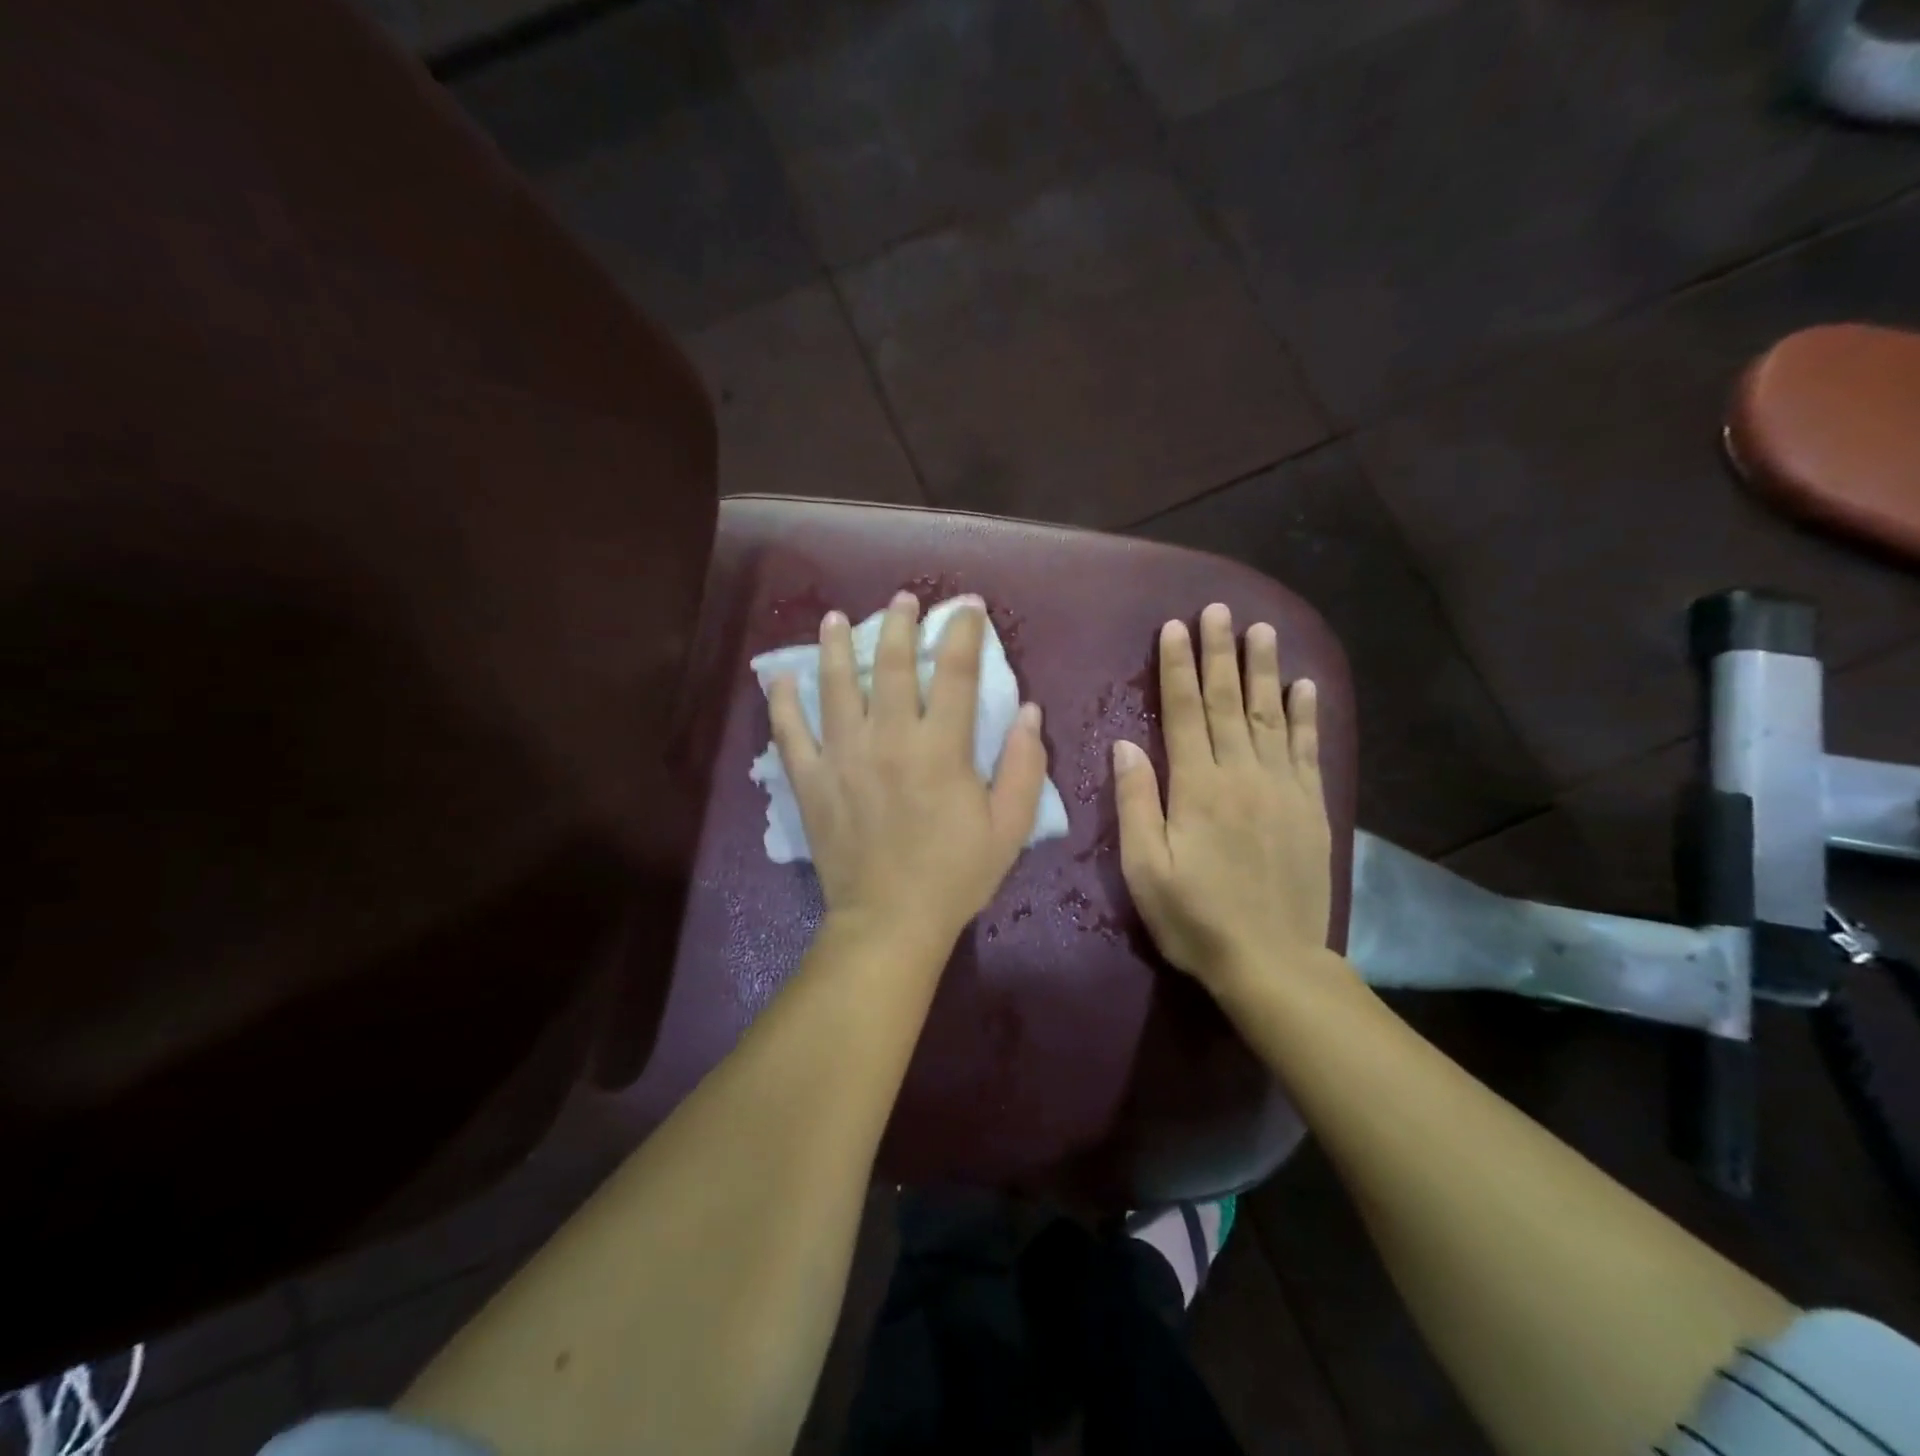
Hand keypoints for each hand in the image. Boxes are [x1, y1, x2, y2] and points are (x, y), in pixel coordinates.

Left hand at [769, 592, 1049, 949]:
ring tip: (835, 618)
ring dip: (835, 646)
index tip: (966, 606)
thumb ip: (1023, 765)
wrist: (889, 921)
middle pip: (891, 665)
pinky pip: (790, 732)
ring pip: (835, 686)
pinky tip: (779, 677)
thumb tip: (1028, 711)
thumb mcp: (1008, 827)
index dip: (963, 632)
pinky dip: (783, 702)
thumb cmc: (955, 875)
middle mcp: (889, 739)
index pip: (955, 672)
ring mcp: (843, 756)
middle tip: (902, 600)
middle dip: (899, 625)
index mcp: (941, 748)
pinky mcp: (811, 781)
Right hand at [1114, 603, 1332, 999]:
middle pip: (1229, 702)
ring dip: (1263, 669)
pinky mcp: (1310, 807)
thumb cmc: (1195, 917)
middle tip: (1218, 609)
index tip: (1175, 627)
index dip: (1177, 668)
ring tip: (1260, 630)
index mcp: (1197, 787)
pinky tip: (1304, 685)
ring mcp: (1282, 788)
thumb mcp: (1144, 867)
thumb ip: (1136, 802)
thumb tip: (1126, 744)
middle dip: (1220, 653)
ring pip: (1271, 715)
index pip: (1184, 712)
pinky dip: (1306, 714)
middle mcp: (1242, 774)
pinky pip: (1308, 749)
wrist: (1272, 962)